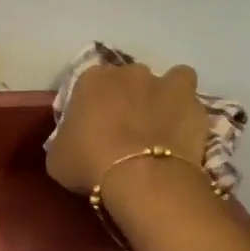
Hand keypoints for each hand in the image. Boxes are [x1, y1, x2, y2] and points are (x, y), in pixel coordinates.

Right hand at [47, 60, 209, 195]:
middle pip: (127, 80)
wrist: (141, 178)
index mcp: (91, 79)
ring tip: (162, 125)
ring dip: (164, 95)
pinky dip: (188, 111)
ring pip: (167, 79)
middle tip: (127, 128)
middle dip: (128, 97)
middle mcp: (127, 72)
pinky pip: (191, 99)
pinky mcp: (191, 102)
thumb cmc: (90, 163)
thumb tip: (71, 143)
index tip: (93, 128)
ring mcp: (163, 83)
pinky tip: (183, 132)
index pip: (89, 85)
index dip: (93, 105)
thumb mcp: (57, 158)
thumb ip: (64, 141)